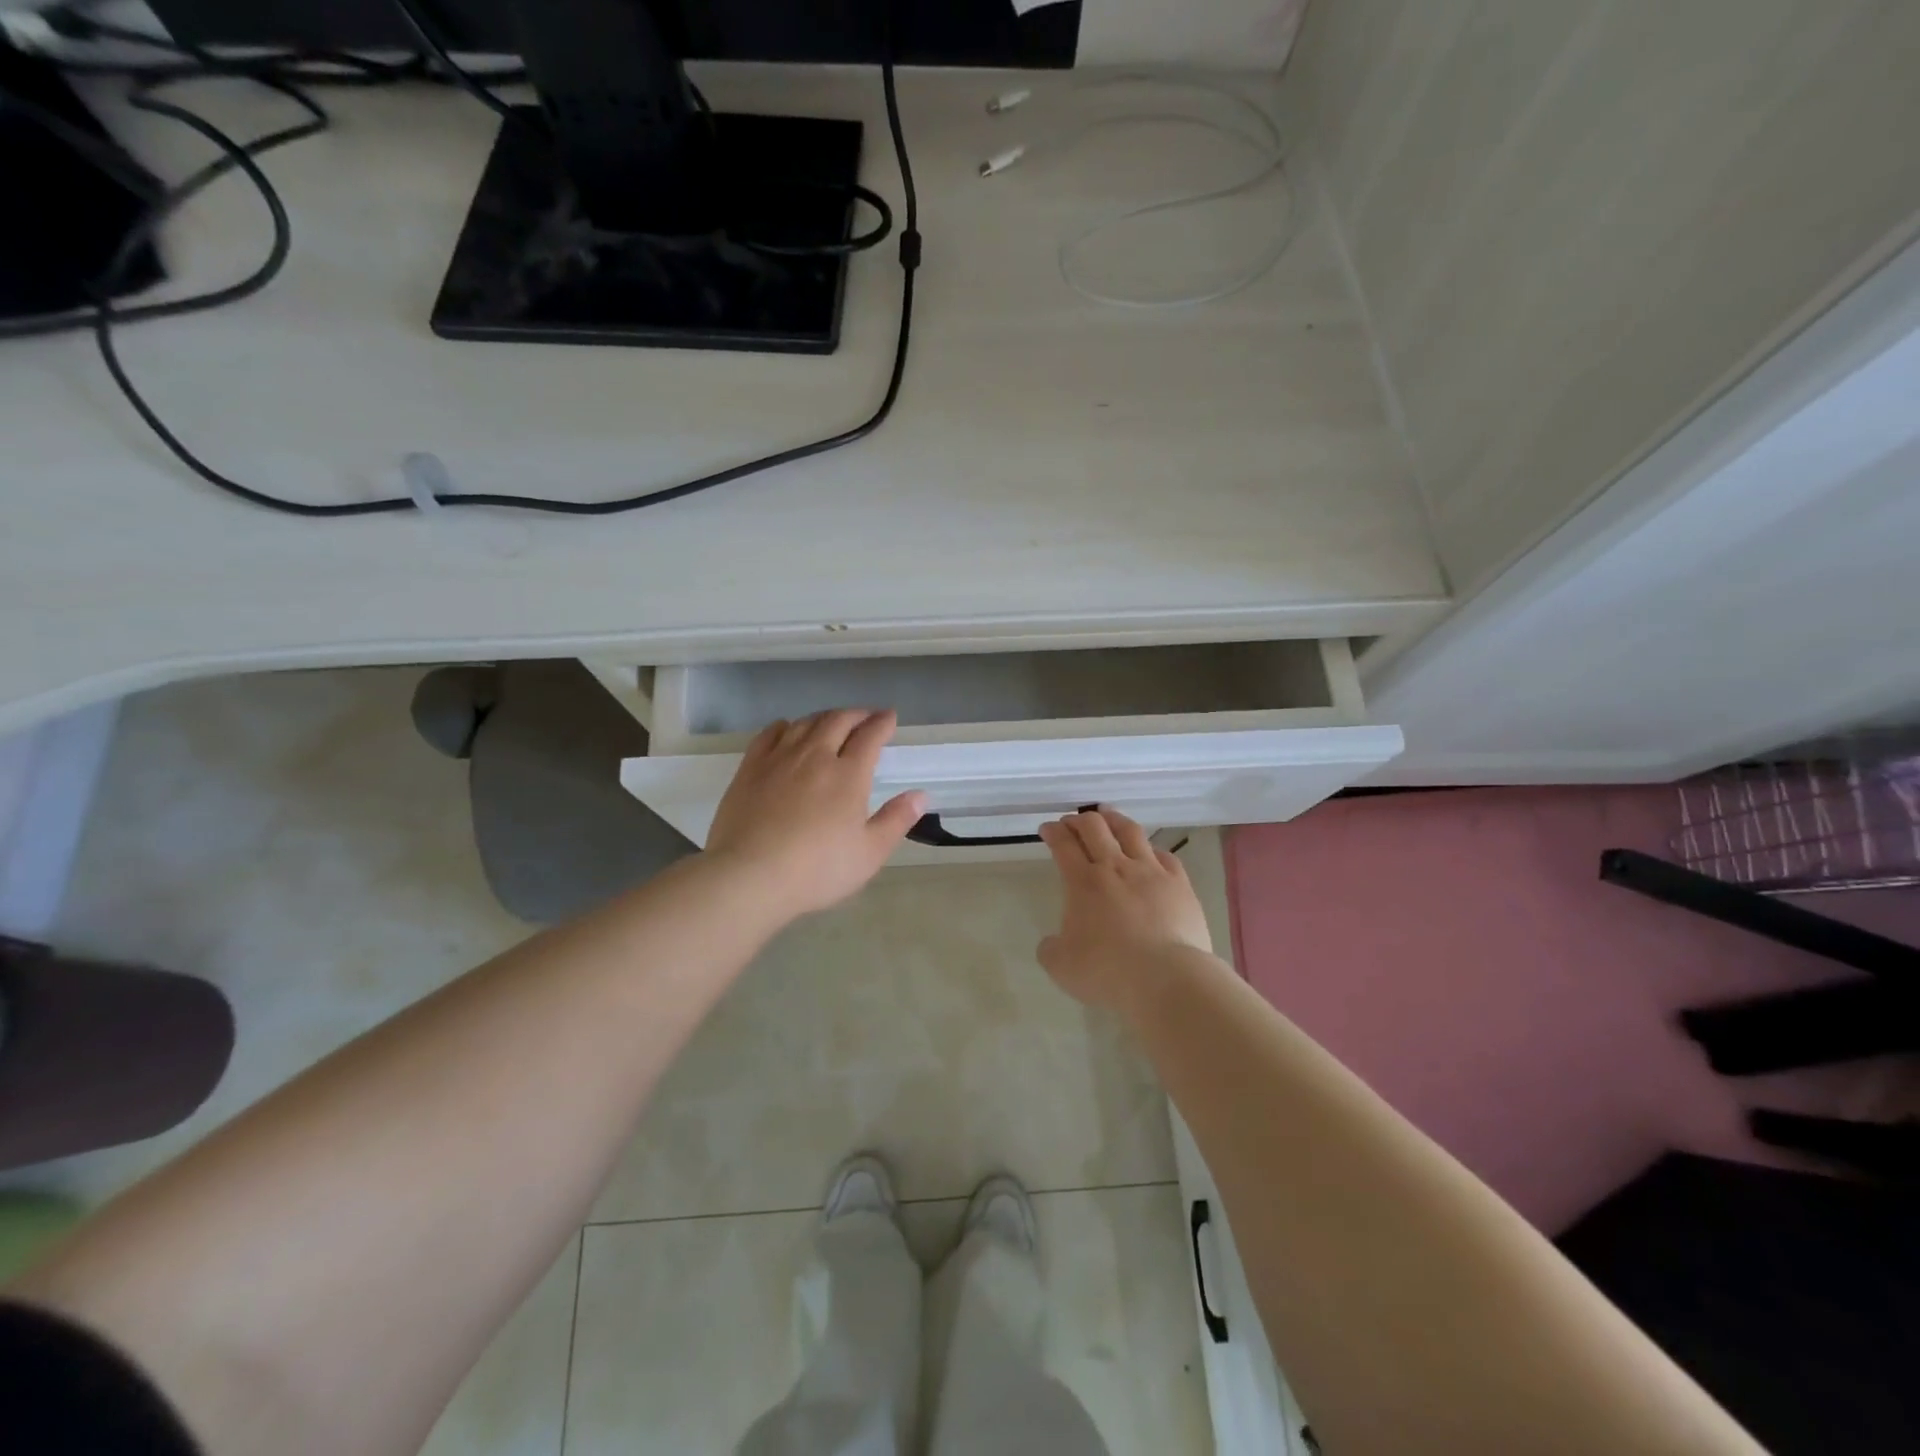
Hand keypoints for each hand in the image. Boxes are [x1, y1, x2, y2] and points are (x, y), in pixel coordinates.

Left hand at [705, 709, 926, 918]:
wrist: (749, 876)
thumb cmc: (817, 869)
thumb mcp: (868, 853)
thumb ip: (896, 820)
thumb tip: (920, 795)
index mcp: (848, 775)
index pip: (870, 736)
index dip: (882, 723)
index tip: (890, 717)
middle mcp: (815, 756)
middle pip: (837, 721)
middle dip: (856, 715)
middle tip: (865, 718)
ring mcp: (779, 759)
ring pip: (805, 724)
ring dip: (823, 718)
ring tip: (831, 723)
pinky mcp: (750, 769)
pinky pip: (769, 734)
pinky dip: (784, 726)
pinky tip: (786, 729)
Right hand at [1038, 806, 1212, 1010]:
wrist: (1167, 978)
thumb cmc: (1108, 972)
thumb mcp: (1062, 967)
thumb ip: (1051, 949)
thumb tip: (1053, 942)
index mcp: (1083, 883)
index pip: (1063, 845)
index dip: (1053, 832)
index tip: (1047, 829)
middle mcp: (1115, 867)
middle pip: (1094, 828)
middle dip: (1079, 819)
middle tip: (1072, 821)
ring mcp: (1151, 872)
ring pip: (1130, 831)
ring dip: (1114, 819)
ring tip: (1107, 815)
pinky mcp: (1180, 884)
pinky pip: (1164, 856)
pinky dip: (1151, 849)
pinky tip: (1150, 852)